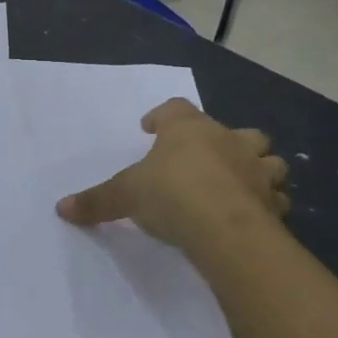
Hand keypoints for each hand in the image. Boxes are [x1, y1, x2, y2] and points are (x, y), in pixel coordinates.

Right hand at [56, 99, 288, 250]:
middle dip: (225, 140)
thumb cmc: (171, 195)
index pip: (176, 108)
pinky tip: (256, 214)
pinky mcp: (274, 203)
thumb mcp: (124, 196)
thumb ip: (96, 201)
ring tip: (241, 183)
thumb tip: (61, 208)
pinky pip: (277, 198)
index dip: (162, 116)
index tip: (150, 127)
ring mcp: (257, 171)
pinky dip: (269, 203)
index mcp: (189, 130)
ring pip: (269, 160)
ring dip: (258, 168)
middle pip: (237, 130)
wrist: (224, 228)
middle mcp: (228, 141)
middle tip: (208, 157)